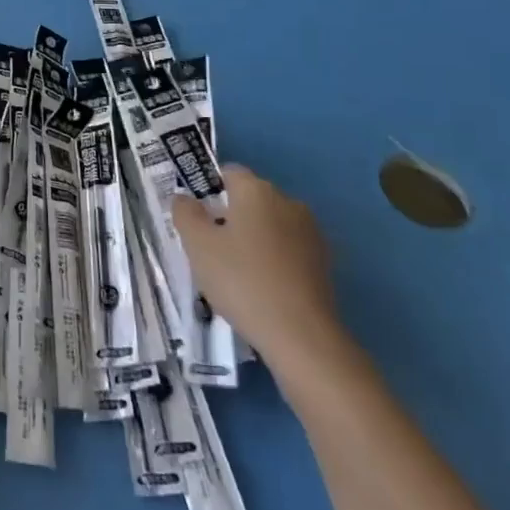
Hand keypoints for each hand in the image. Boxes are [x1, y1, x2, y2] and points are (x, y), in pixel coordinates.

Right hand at [172, 165, 343, 372]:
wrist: (301, 336)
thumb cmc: (242, 280)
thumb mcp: (198, 246)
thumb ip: (185, 214)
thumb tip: (184, 199)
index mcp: (257, 190)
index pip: (229, 173)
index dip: (209, 191)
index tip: (198, 220)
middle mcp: (288, 202)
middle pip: (251, 199)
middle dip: (230, 216)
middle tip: (211, 248)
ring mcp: (311, 232)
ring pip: (271, 225)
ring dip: (254, 239)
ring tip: (236, 273)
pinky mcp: (324, 262)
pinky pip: (288, 249)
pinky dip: (274, 260)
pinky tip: (262, 288)